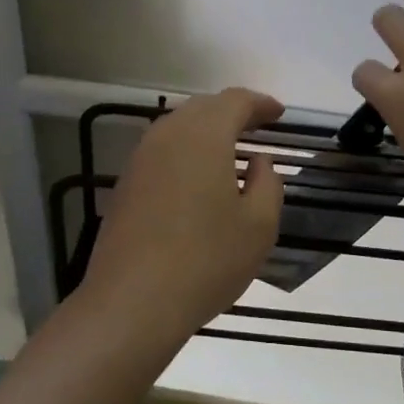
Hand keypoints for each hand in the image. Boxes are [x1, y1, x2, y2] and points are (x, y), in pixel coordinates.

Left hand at [79, 88, 286, 350]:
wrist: (132, 302)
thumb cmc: (206, 261)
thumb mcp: (259, 226)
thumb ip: (268, 184)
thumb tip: (259, 162)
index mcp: (204, 136)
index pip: (235, 101)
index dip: (260, 103)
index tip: (279, 113)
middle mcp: (167, 136)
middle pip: (203, 108)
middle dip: (232, 112)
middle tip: (257, 126)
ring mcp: (140, 160)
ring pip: (177, 128)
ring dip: (205, 131)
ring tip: (229, 149)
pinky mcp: (125, 185)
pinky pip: (161, 152)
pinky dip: (185, 153)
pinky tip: (197, 178)